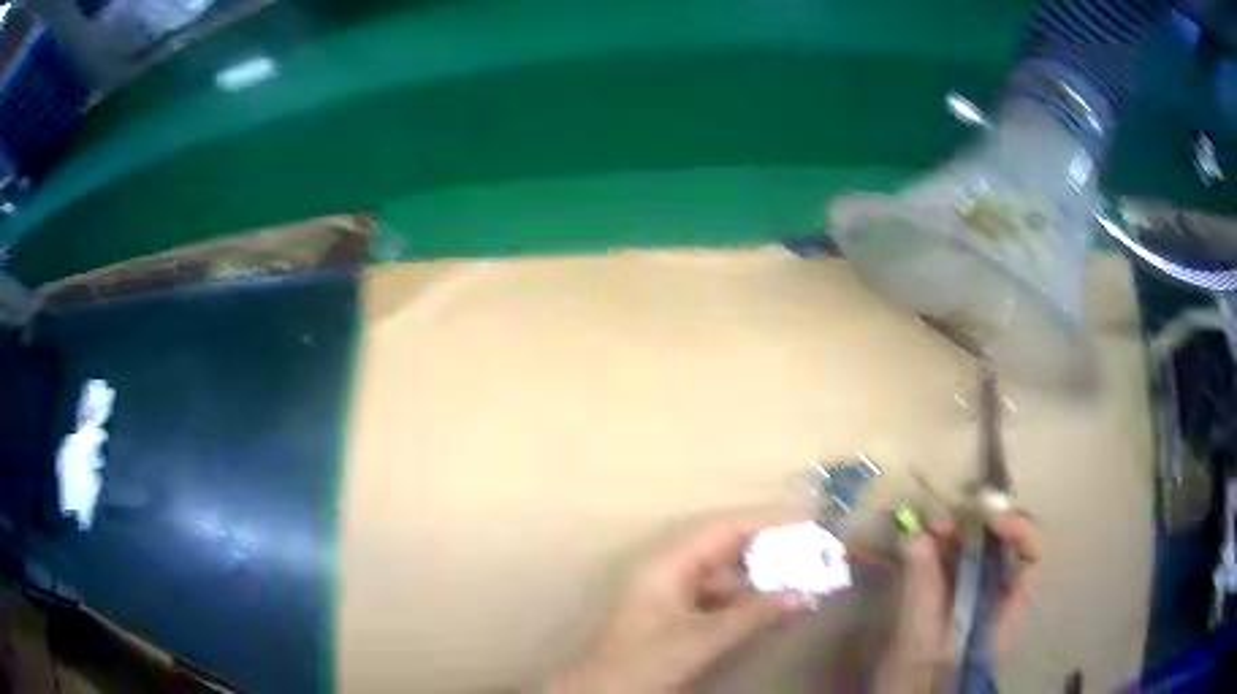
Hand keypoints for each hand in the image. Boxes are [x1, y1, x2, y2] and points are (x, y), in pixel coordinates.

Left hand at [550, 518, 815, 692]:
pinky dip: (748, 604)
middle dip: (770, 552)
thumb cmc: (644, 662)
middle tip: (815, 554)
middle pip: (726, 552)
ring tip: (805, 580)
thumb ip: (754, 615)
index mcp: (666, 564)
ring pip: (726, 579)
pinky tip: (775, 609)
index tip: (809, 525)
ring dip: (762, 581)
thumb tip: (806, 593)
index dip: (766, 524)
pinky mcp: (677, 622)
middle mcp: (670, 573)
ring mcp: (672, 599)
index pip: (723, 530)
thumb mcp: (701, 639)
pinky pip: (720, 602)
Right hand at [874, 512, 1040, 692]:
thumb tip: (917, 538)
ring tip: (926, 531)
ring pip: (976, 554)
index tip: (987, 517)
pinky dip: (939, 551)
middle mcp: (995, 599)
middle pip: (1002, 548)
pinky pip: (953, 566)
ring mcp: (972, 600)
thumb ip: (922, 592)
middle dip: (977, 527)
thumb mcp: (921, 641)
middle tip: (943, 522)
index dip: (1017, 529)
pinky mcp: (950, 601)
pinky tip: (919, 548)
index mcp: (1004, 611)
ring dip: (955, 536)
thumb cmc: (918, 680)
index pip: (1030, 557)